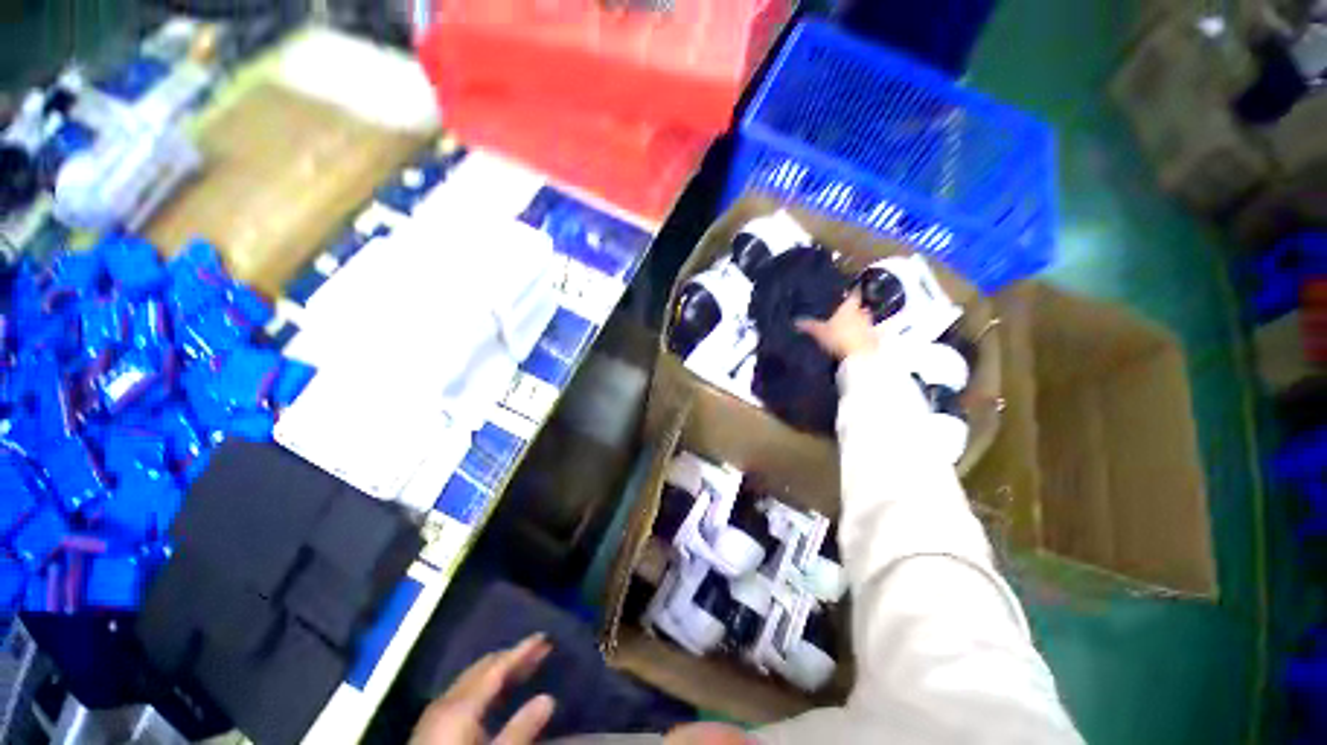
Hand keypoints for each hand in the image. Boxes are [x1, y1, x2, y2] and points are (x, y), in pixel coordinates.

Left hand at [411, 634, 556, 744]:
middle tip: (538, 650)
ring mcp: (434, 715)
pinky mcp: (431, 729)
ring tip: (522, 667)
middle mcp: (446, 701)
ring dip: (498, 671)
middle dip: (511, 657)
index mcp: (460, 706)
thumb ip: (520, 729)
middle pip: (482, 669)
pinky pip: (463, 693)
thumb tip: (548, 699)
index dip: (522, 650)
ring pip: (471, 680)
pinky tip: (494, 695)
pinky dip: (484, 686)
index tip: (544, 637)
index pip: (497, 667)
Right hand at [796, 291, 878, 360]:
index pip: (854, 294)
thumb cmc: (838, 338)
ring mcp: (869, 326)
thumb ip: (809, 326)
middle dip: (854, 309)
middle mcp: (862, 313)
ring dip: (859, 322)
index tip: (851, 289)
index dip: (853, 291)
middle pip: (859, 307)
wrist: (859, 356)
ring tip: (849, 327)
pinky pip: (868, 333)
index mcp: (849, 308)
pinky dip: (863, 334)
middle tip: (846, 312)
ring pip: (864, 320)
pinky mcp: (873, 338)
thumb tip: (797, 321)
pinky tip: (856, 340)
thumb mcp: (819, 332)